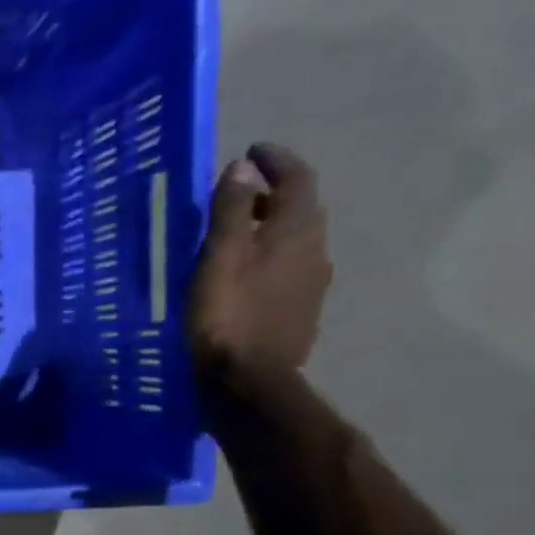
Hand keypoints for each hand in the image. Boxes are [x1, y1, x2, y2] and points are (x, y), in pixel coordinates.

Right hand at [188, 142, 331, 380]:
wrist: (248, 384)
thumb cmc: (227, 316)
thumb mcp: (219, 257)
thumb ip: (230, 210)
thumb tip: (243, 168)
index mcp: (296, 231)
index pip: (297, 179)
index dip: (276, 160)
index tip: (252, 150)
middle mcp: (315, 251)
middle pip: (300, 210)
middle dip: (271, 194)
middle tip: (237, 193)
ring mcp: (311, 286)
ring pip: (294, 243)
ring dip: (269, 229)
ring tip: (235, 234)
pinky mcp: (298, 314)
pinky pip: (287, 271)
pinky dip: (267, 259)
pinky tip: (243, 275)